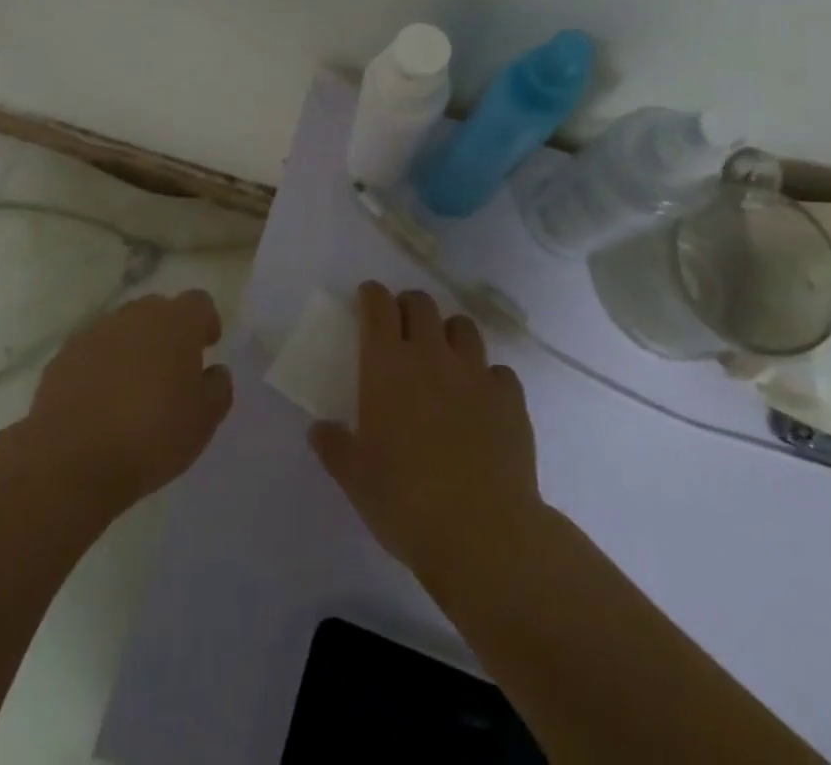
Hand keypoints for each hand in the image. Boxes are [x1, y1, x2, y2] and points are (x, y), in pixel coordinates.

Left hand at [24, 289, 233, 514]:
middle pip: (158, 310)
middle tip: (172, 370)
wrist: (71, 459)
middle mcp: (135, 315)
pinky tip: (101, 401)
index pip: (199, 302)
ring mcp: (95, 331)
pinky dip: (101, 365)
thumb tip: (214, 371)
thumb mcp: (203, 421)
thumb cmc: (151, 436)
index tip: (207, 347)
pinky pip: (93, 350)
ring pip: (123, 328)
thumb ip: (217, 388)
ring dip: (133, 347)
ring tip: (133, 388)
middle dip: (168, 332)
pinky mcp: (64, 355)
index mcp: (176, 323)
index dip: (205, 322)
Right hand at [310, 283, 540, 586]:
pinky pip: (498, 370)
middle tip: (402, 325)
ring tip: (444, 355)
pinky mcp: (510, 398)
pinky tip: (482, 399)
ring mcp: (475, 373)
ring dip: (449, 332)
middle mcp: (431, 355)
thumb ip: (335, 448)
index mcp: (387, 365)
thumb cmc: (405, 502)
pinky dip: (487, 376)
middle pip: (422, 304)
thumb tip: (320, 430)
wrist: (484, 534)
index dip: (372, 296)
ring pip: (463, 327)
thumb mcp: (355, 479)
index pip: (378, 306)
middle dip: (409, 305)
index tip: (368, 299)